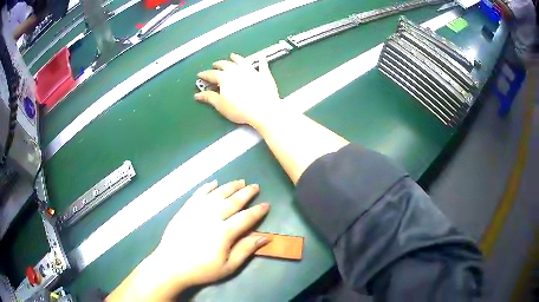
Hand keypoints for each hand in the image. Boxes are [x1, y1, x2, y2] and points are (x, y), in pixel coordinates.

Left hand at [150, 180, 270, 296]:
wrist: (171, 265)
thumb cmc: (201, 269)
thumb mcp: (228, 266)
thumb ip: (245, 250)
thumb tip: (264, 237)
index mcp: (224, 232)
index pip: (246, 217)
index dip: (258, 211)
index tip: (267, 204)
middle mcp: (212, 216)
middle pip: (232, 201)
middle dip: (246, 193)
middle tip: (255, 186)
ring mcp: (197, 210)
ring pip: (217, 194)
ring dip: (229, 186)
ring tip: (240, 181)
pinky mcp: (185, 209)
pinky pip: (198, 194)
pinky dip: (207, 187)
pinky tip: (214, 182)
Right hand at [195, 53, 280, 125]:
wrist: (263, 110)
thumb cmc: (241, 109)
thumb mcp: (221, 105)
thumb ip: (209, 98)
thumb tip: (199, 95)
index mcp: (225, 78)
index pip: (212, 74)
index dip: (205, 74)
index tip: (201, 75)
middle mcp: (237, 71)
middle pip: (226, 64)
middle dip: (219, 64)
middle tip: (215, 64)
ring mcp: (251, 71)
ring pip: (242, 61)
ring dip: (236, 58)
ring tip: (233, 56)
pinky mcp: (264, 75)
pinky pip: (262, 65)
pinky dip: (261, 61)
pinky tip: (262, 57)